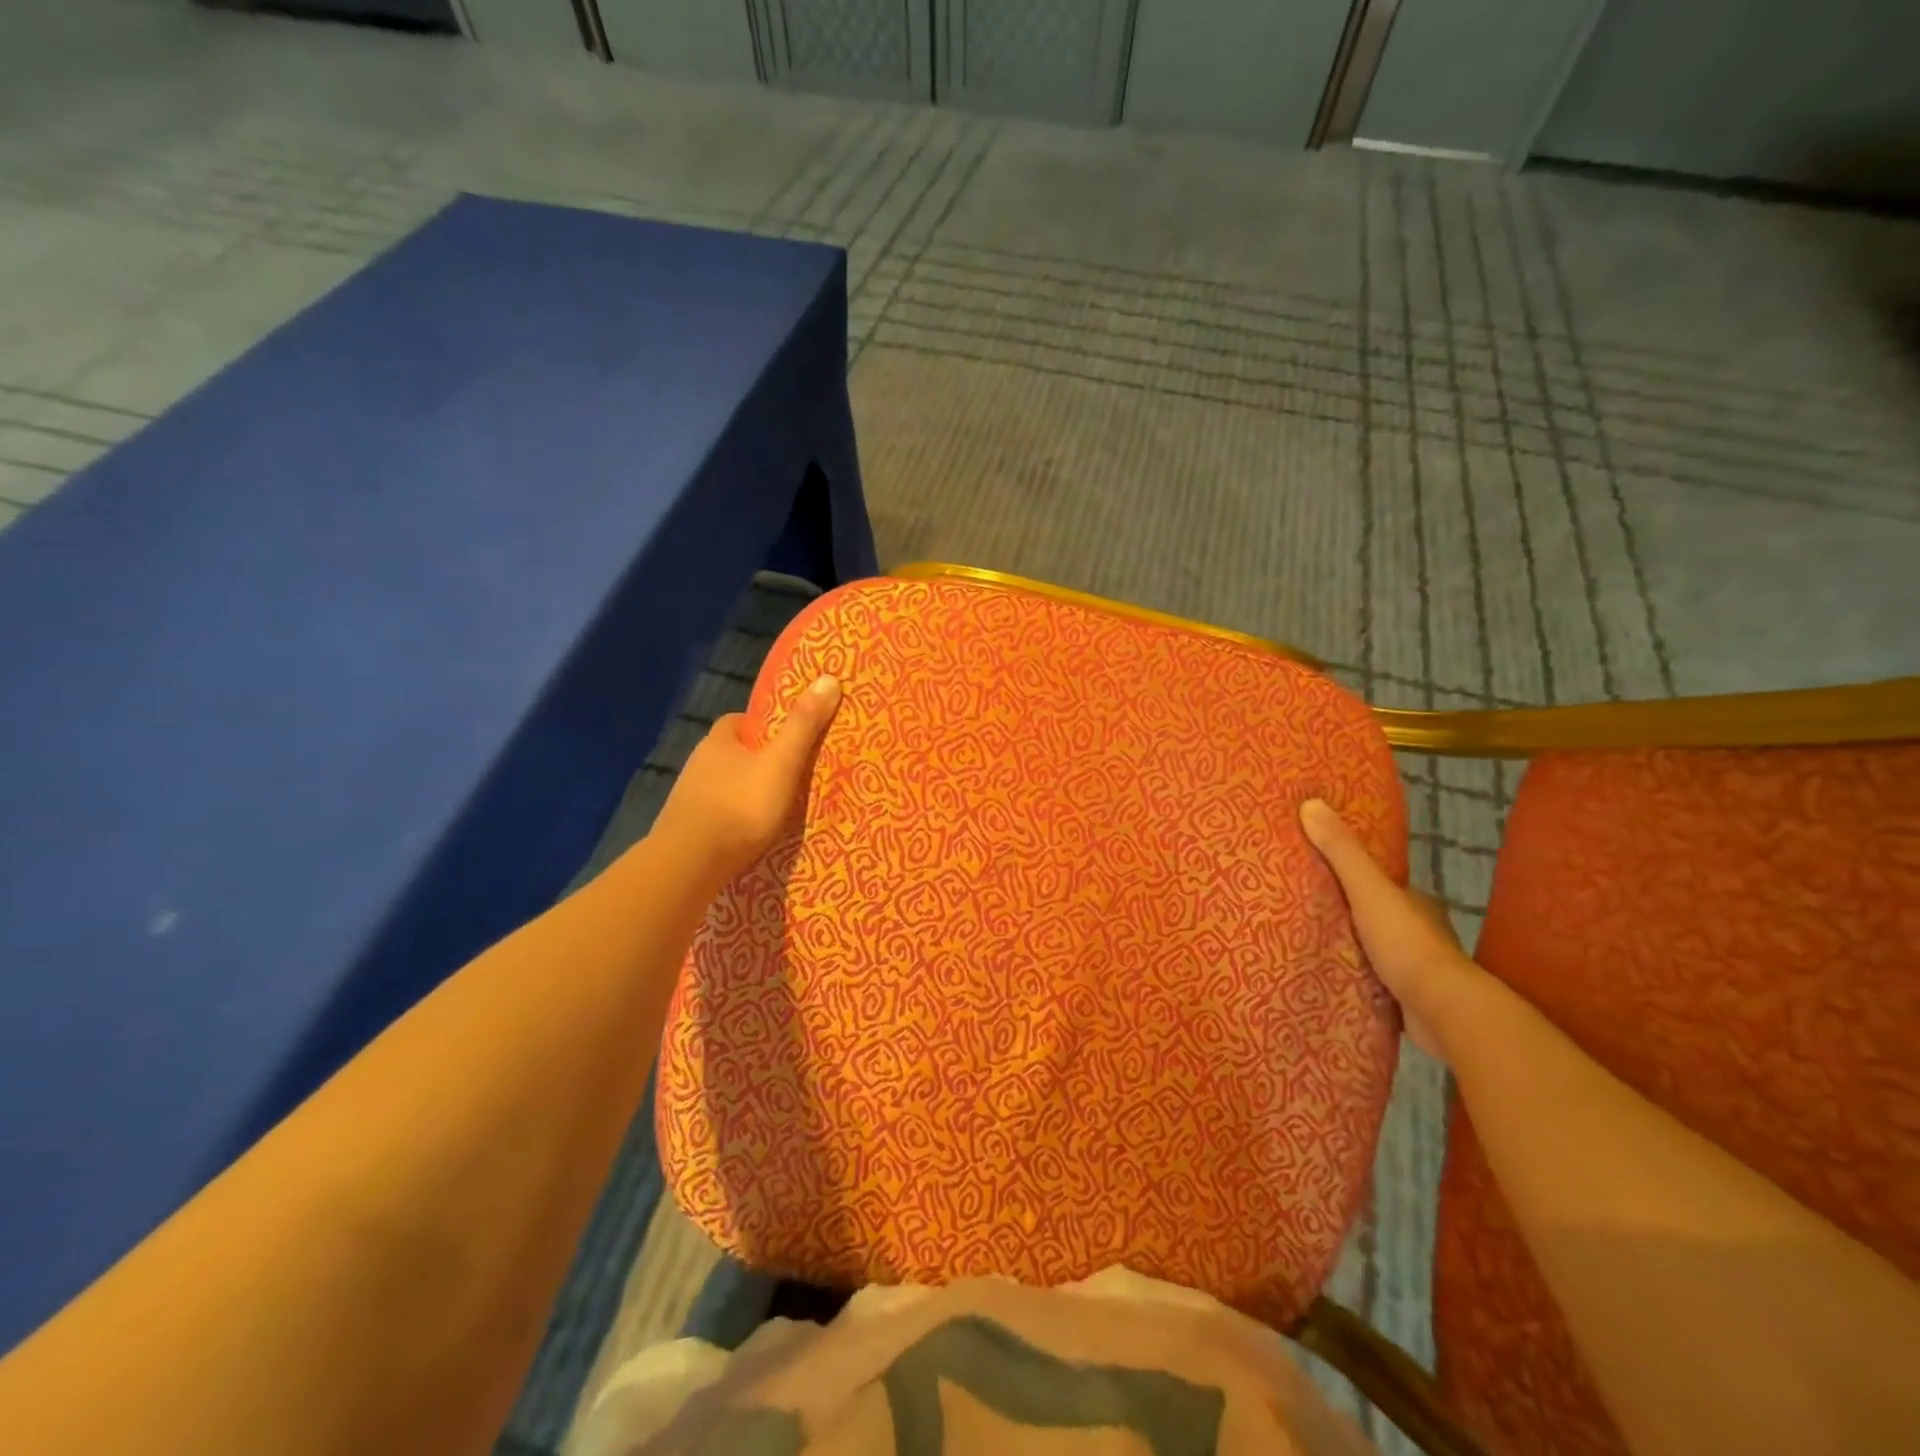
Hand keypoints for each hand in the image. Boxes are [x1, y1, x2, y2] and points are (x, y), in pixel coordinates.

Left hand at [652, 674, 842, 884]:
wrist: (689, 864)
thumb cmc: (740, 806)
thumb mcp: (781, 763)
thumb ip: (803, 726)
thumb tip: (829, 677)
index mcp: (719, 740)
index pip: (740, 721)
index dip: (764, 726)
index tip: (788, 738)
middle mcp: (698, 762)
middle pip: (732, 753)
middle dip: (756, 760)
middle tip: (788, 774)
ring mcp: (688, 797)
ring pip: (723, 784)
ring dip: (743, 791)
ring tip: (774, 806)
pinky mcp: (685, 828)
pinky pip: (715, 814)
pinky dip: (732, 818)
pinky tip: (748, 832)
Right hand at [1300, 797, 1475, 1059]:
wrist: (1444, 1010)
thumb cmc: (1407, 943)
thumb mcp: (1369, 889)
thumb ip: (1342, 851)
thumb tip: (1311, 803)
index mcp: (1415, 902)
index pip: (1380, 882)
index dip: (1353, 875)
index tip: (1319, 871)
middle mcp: (1420, 932)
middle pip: (1377, 915)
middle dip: (1349, 914)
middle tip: (1305, 909)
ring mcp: (1416, 969)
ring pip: (1377, 951)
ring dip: (1352, 948)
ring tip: (1311, 944)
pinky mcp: (1408, 1001)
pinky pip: (1376, 983)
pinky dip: (1357, 980)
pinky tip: (1333, 979)